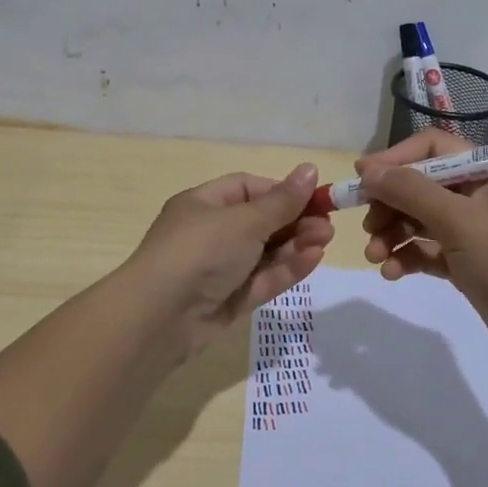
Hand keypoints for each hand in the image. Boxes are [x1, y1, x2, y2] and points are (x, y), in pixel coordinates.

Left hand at [127, 164, 333, 356]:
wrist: (159, 317)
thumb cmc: (200, 251)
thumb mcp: (244, 220)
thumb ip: (282, 201)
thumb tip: (310, 169)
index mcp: (203, 204)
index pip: (247, 189)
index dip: (281, 192)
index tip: (313, 197)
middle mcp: (210, 234)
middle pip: (260, 222)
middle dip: (295, 221)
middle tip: (328, 224)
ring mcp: (219, 269)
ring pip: (264, 253)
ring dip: (296, 244)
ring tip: (327, 239)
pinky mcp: (228, 300)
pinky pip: (262, 279)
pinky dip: (286, 268)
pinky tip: (314, 257)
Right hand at [358, 131, 487, 365]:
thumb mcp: (457, 218)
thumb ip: (410, 190)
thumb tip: (367, 170)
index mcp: (485, 170)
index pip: (432, 148)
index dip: (395, 158)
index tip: (362, 177)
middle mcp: (477, 194)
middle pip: (419, 185)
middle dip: (389, 204)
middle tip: (366, 225)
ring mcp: (472, 230)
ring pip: (419, 220)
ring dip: (392, 234)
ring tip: (374, 255)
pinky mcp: (465, 263)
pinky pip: (426, 251)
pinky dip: (406, 257)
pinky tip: (391, 272)